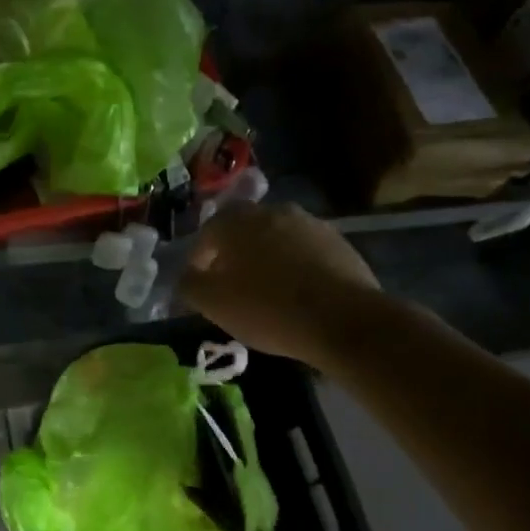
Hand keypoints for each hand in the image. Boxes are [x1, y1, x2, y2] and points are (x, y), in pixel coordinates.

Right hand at [179, 203, 380, 365]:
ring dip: (268, 258)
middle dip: (235, 254)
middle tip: (233, 285)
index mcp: (236, 220)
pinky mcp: (339, 243)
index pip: (207, 233)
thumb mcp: (213, 304)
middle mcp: (272, 211)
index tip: (201, 285)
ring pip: (277, 238)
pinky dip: (296, 267)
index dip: (200, 260)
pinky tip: (298, 294)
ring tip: (268, 290)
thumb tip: (186, 276)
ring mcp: (310, 224)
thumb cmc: (267, 308)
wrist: (343, 319)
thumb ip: (190, 284)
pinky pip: (305, 252)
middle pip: (244, 230)